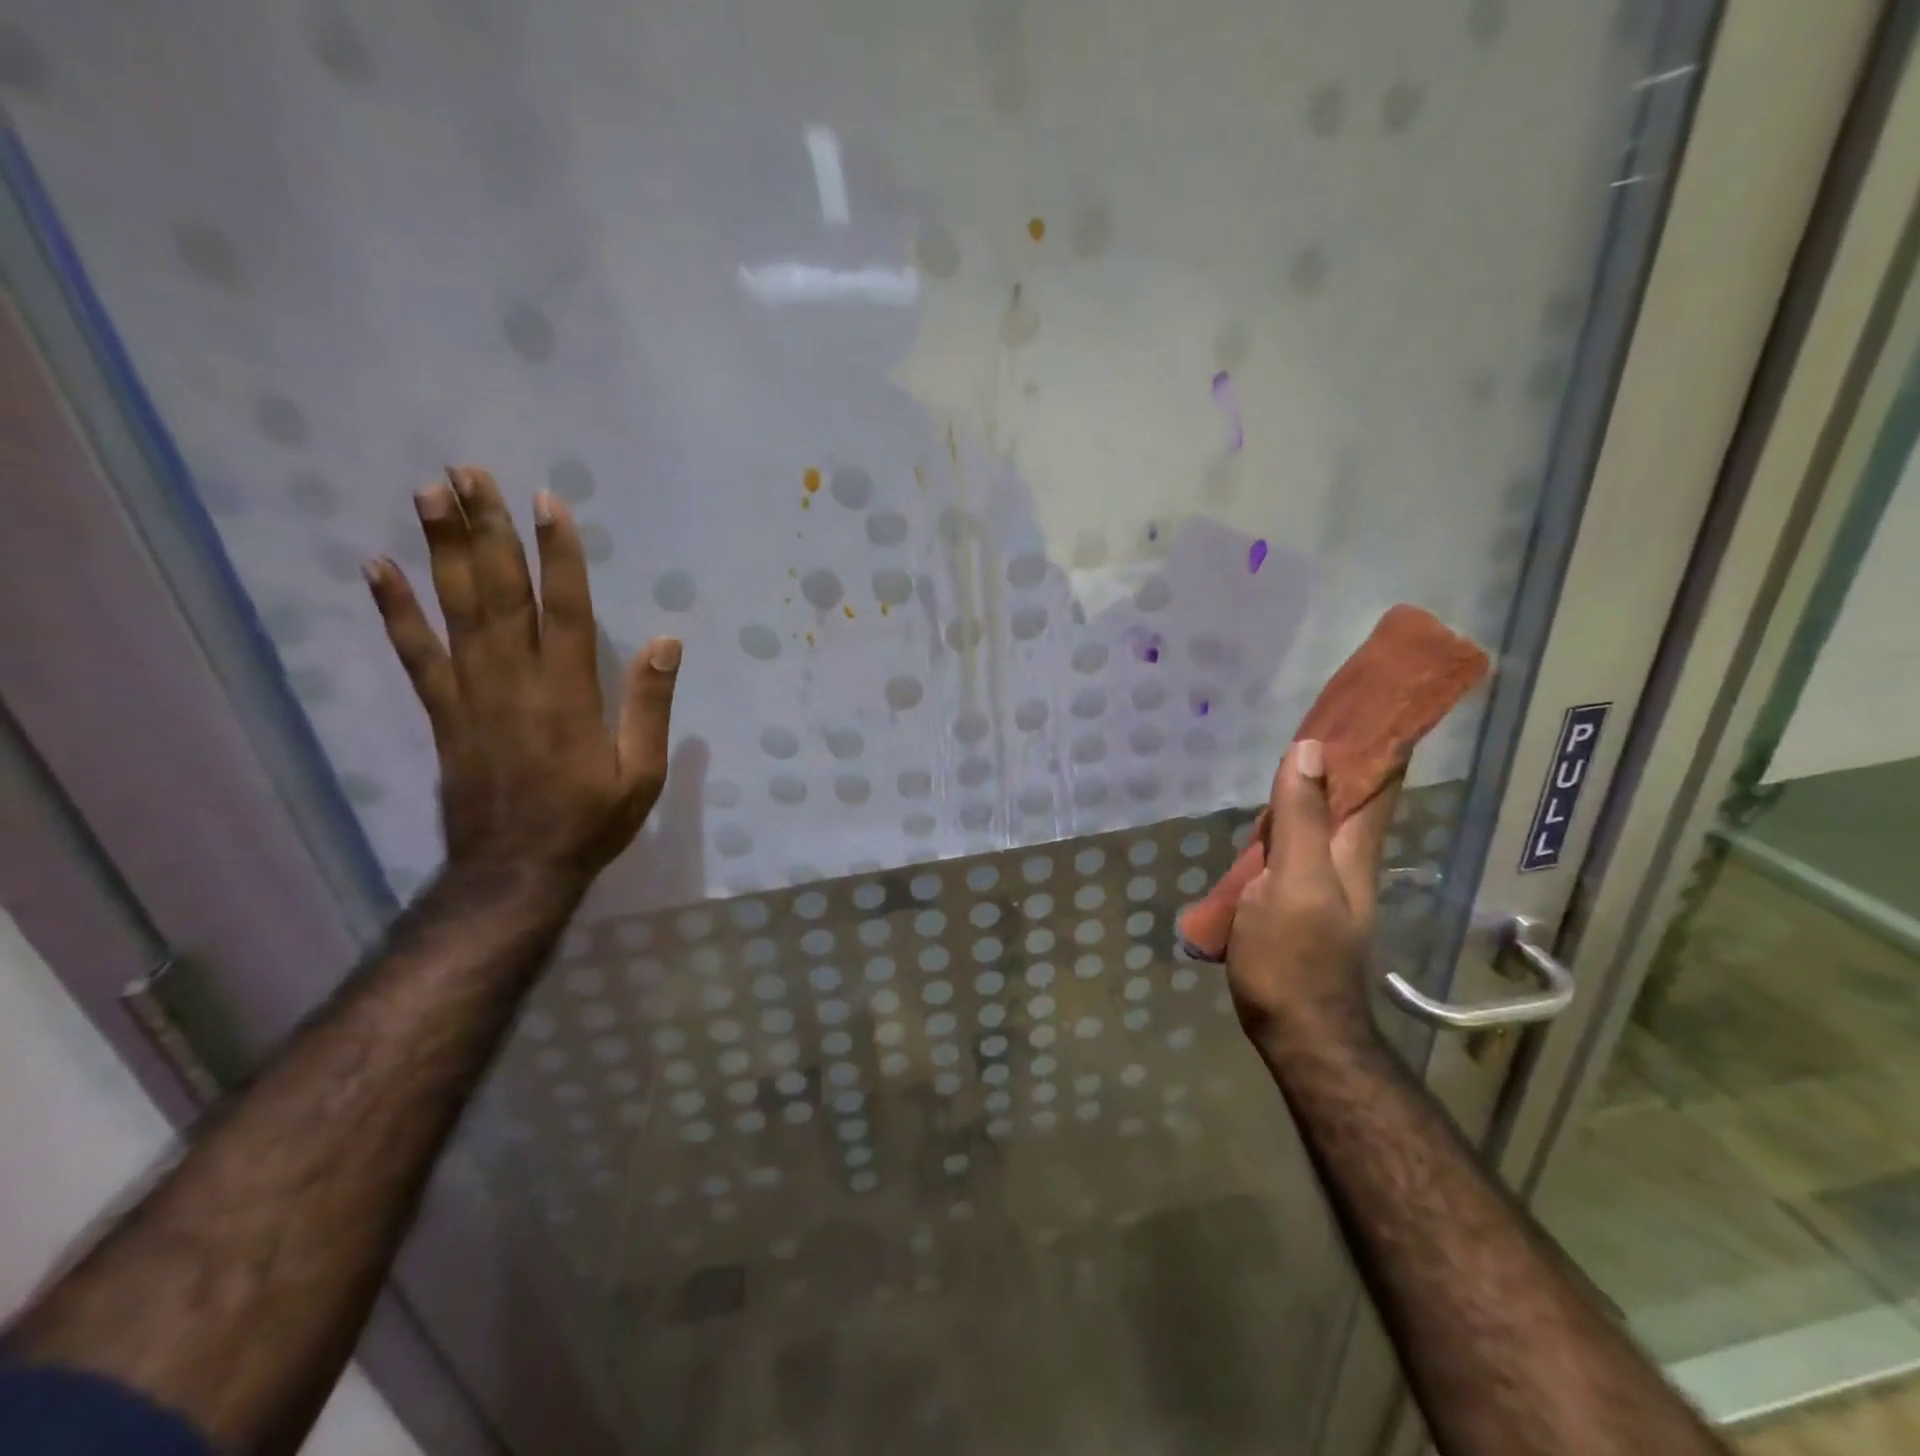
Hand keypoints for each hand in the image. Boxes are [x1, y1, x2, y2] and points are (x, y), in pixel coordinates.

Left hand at [364, 467, 680, 884]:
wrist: (516, 872)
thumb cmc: (590, 822)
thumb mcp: (642, 773)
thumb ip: (651, 705)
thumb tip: (667, 642)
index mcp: (570, 694)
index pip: (565, 608)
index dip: (558, 554)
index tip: (546, 502)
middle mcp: (517, 682)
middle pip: (501, 593)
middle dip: (487, 530)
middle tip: (468, 472)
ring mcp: (472, 694)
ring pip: (457, 611)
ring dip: (443, 550)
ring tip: (428, 494)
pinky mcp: (443, 713)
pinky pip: (415, 654)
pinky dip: (395, 610)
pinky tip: (377, 567)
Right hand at [1226, 740, 1397, 1045]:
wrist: (1295, 1028)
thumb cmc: (1296, 956)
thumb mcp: (1293, 883)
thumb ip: (1300, 819)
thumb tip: (1310, 749)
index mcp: (1354, 849)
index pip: (1378, 782)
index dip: (1381, 742)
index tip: (1372, 701)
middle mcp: (1346, 859)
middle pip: (1350, 797)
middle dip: (1341, 756)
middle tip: (1317, 716)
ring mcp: (1322, 881)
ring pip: (1319, 820)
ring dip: (1310, 788)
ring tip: (1286, 756)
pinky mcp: (1297, 899)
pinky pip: (1295, 845)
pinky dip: (1285, 821)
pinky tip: (1264, 819)